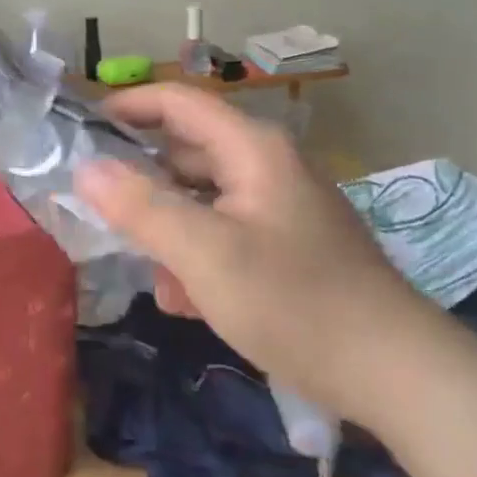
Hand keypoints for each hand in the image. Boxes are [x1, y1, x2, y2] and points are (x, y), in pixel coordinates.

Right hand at [74, 85, 430, 424]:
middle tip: (96, 211)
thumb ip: (141, 207)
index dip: (126, 107)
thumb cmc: (295, 302)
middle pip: (184, 152)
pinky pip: (222, 233)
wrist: (395, 374)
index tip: (81, 132)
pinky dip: (196, 256)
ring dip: (166, 229)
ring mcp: (277, 208)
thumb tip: (85, 168)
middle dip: (139, 181)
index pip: (176, 102)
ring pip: (199, 199)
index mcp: (251, 149)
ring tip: (147, 271)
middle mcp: (265, 167)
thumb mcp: (205, 253)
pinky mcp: (284, 246)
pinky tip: (186, 300)